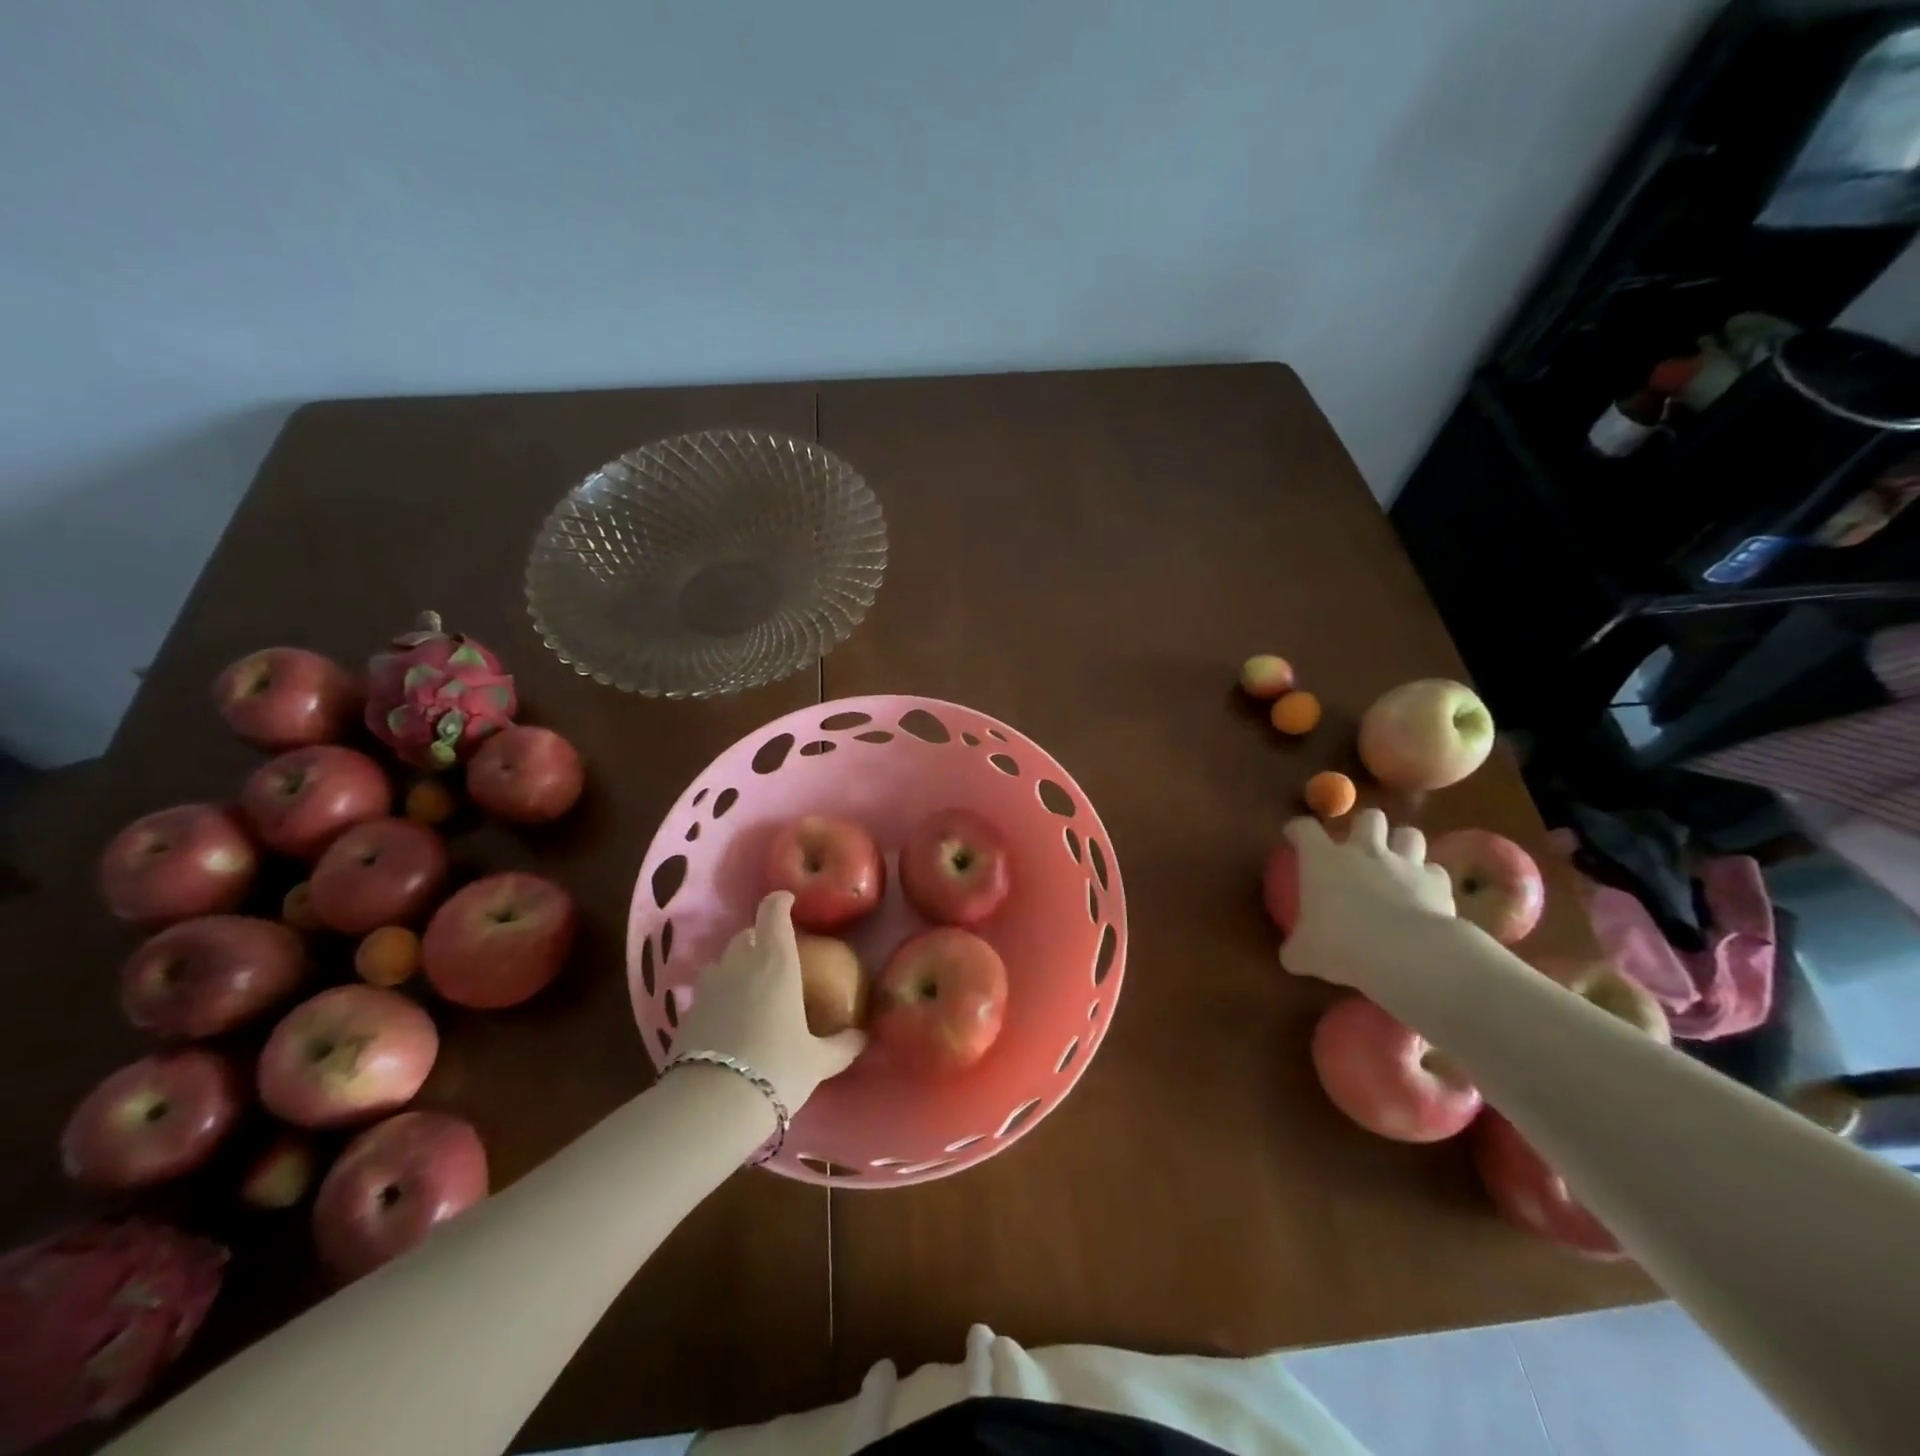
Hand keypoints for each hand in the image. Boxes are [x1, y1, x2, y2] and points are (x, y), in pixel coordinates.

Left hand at [673, 891, 865, 1109]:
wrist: (711, 1105)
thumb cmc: (777, 1069)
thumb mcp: (818, 1061)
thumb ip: (842, 1045)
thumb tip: (861, 1036)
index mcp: (776, 962)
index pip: (773, 913)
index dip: (780, 902)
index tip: (789, 902)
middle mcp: (740, 965)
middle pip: (746, 935)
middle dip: (760, 938)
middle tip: (778, 957)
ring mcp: (709, 987)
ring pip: (723, 962)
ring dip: (737, 966)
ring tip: (752, 990)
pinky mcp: (687, 1013)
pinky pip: (708, 992)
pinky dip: (720, 996)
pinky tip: (731, 1022)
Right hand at [1279, 809, 1455, 988]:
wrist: (1407, 954)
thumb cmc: (1342, 944)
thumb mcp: (1305, 954)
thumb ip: (1296, 949)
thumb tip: (1291, 956)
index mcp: (1323, 860)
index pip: (1304, 828)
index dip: (1298, 829)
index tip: (1294, 836)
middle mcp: (1364, 851)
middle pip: (1369, 818)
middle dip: (1365, 826)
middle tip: (1359, 846)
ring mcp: (1404, 863)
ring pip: (1409, 834)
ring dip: (1402, 844)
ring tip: (1398, 862)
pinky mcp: (1437, 882)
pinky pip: (1435, 871)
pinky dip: (1429, 879)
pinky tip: (1424, 895)